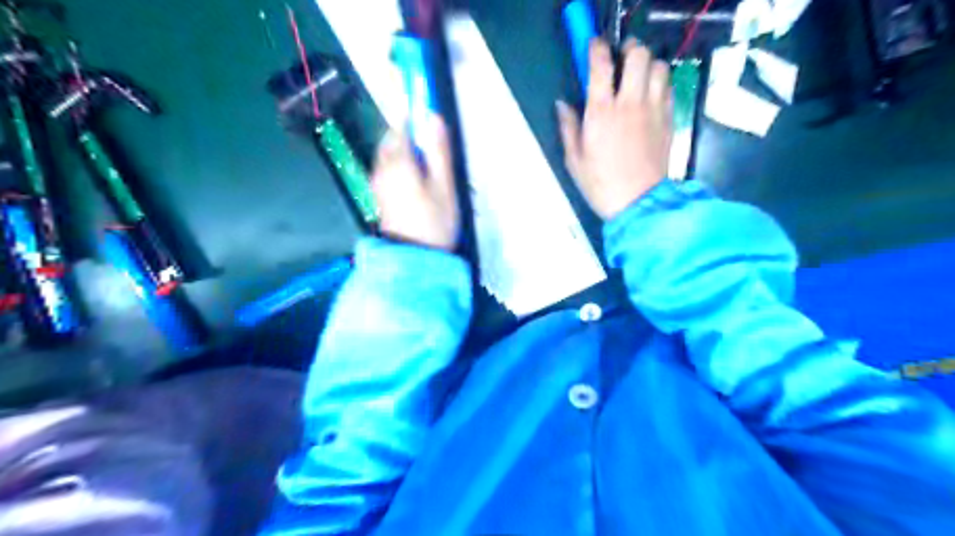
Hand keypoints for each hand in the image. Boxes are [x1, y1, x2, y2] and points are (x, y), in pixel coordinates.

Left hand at [371, 115, 460, 248]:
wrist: (414, 260)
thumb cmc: (434, 223)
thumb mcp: (444, 186)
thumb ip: (438, 151)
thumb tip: (433, 117)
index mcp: (398, 163)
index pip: (402, 127)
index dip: (415, 117)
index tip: (429, 114)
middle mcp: (381, 169)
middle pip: (391, 140)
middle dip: (409, 136)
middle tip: (432, 148)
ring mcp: (377, 184)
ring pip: (388, 156)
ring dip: (404, 152)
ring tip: (428, 169)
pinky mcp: (379, 197)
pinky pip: (387, 171)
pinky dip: (400, 167)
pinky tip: (417, 184)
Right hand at [556, 37, 673, 220]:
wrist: (638, 203)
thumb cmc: (600, 183)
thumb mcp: (574, 159)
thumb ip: (568, 127)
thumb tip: (563, 104)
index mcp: (601, 112)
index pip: (601, 64)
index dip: (596, 48)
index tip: (593, 46)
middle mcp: (630, 102)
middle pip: (638, 54)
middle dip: (629, 50)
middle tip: (621, 60)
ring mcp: (653, 109)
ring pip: (659, 66)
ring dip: (648, 64)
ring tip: (639, 76)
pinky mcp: (669, 119)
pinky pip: (669, 87)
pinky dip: (660, 82)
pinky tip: (651, 94)